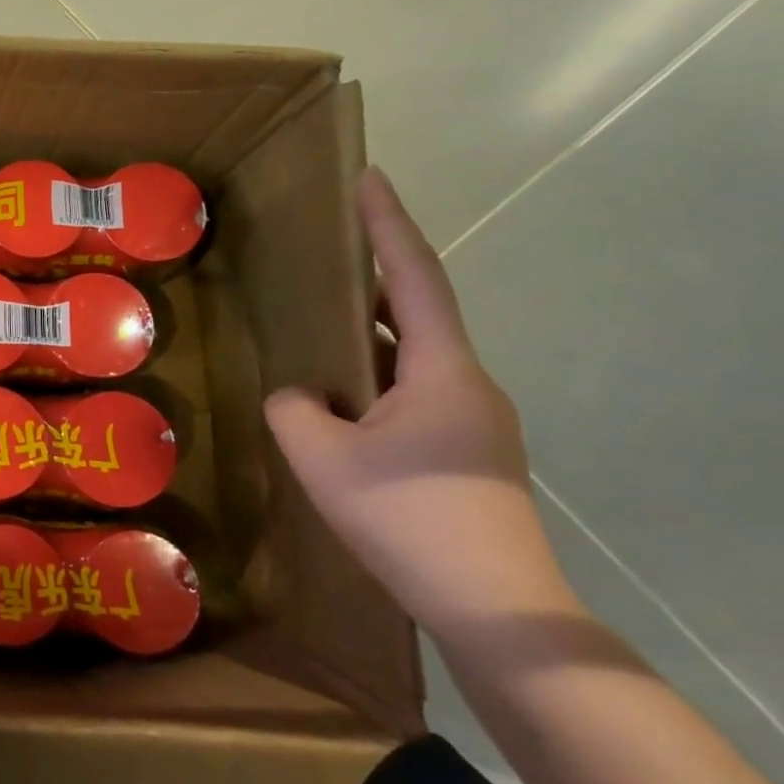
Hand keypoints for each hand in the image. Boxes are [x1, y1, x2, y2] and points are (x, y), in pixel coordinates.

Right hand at [263, 167, 576, 638]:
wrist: (490, 604)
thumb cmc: (403, 513)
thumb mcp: (319, 453)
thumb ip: (293, 406)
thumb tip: (298, 395)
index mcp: (442, 370)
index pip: (412, 277)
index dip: (389, 224)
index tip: (370, 179)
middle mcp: (467, 384)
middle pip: (415, 313)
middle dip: (368, 281)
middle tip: (321, 258)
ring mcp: (472, 420)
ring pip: (410, 359)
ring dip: (365, 338)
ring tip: (314, 331)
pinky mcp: (464, 452)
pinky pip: (410, 394)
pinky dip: (371, 379)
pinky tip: (334, 401)